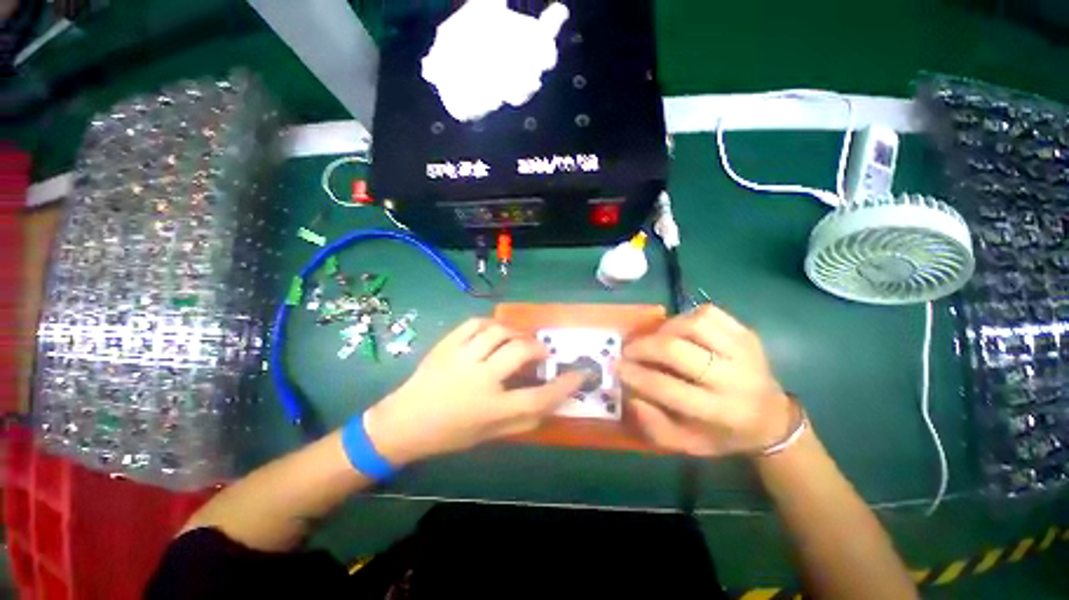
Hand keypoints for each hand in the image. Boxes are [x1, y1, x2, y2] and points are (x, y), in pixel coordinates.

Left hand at [364, 318, 584, 463]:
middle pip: (519, 353)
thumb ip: (522, 420)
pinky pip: (475, 323)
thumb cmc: (449, 434)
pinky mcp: (447, 344)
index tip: (579, 374)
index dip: (564, 385)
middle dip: (538, 348)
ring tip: (519, 339)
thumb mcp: (488, 436)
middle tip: (542, 351)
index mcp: (490, 408)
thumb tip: (550, 403)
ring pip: (498, 332)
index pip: (538, 397)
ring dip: (516, 332)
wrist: (404, 422)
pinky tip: (495, 331)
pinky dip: (491, 323)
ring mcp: (461, 357)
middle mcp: (478, 379)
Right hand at [619, 305, 793, 456]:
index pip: (666, 387)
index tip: (617, 367)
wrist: (770, 418)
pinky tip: (679, 330)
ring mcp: (743, 351)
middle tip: (628, 350)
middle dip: (643, 347)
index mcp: (718, 412)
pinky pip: (709, 313)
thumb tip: (630, 394)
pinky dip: (686, 317)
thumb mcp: (687, 444)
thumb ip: (654, 425)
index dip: (635, 375)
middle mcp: (733, 379)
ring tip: (654, 339)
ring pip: (692, 324)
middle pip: (676, 350)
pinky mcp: (746, 333)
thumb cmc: (722, 434)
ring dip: (664, 329)